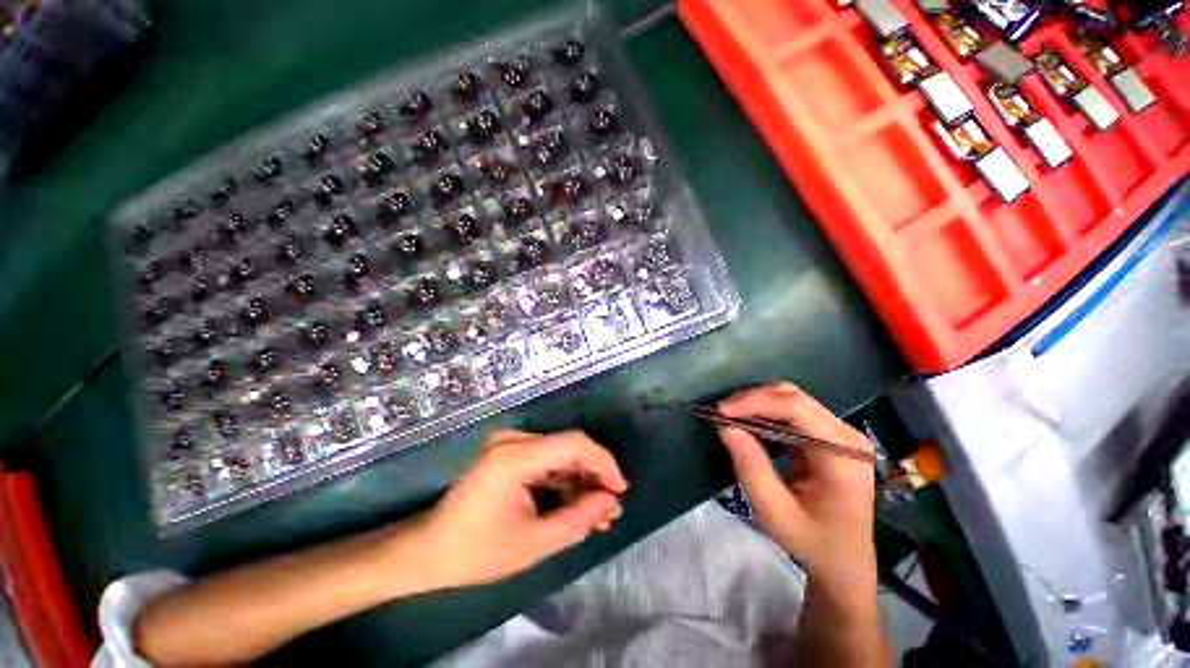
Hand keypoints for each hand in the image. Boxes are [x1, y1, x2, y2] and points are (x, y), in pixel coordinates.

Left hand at [413, 430, 627, 588]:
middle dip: (594, 477)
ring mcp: (510, 445)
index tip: (620, 490)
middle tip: (611, 510)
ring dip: (581, 481)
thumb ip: (578, 519)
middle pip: (569, 447)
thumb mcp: (534, 544)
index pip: (574, 444)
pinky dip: (564, 481)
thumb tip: (611, 501)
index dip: (603, 463)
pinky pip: (547, 460)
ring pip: (560, 454)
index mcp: (515, 457)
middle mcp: (514, 441)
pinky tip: (575, 504)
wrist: (429, 551)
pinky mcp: (509, 454)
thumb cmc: (477, 552)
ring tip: (598, 514)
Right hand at [717, 382, 875, 581]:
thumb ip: (751, 467)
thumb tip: (726, 427)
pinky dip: (766, 413)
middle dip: (753, 400)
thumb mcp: (775, 513)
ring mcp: (840, 434)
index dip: (755, 403)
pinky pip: (793, 412)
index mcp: (843, 455)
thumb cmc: (813, 544)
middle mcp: (847, 436)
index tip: (721, 412)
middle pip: (795, 397)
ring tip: (731, 418)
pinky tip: (750, 425)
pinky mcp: (829, 437)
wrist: (844, 565)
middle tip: (722, 414)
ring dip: (758, 405)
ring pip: (792, 399)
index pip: (797, 408)